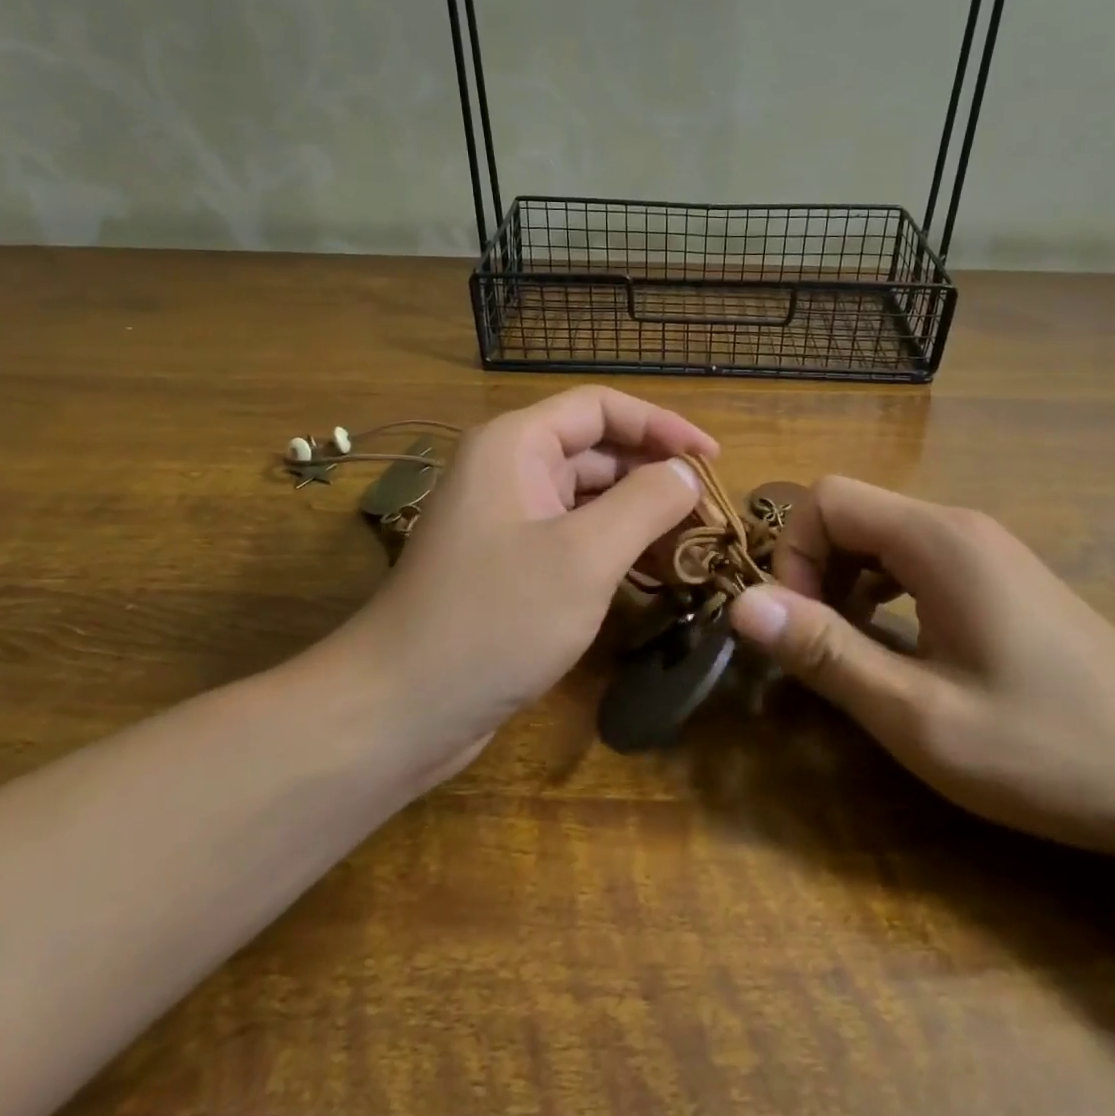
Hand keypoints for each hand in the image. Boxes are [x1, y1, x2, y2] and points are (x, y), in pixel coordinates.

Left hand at [338, 387, 714, 776]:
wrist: (401, 708)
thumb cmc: (495, 620)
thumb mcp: (584, 556)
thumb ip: (645, 503)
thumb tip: (686, 473)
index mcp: (516, 445)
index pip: (601, 407)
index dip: (662, 425)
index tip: (713, 459)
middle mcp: (509, 469)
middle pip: (597, 450)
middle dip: (655, 475)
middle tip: (711, 514)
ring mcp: (507, 518)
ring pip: (588, 496)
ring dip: (640, 514)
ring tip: (693, 545)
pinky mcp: (510, 563)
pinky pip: (574, 535)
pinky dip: (615, 546)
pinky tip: (653, 574)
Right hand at [728, 477, 1114, 859]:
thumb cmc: (1049, 750)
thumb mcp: (920, 716)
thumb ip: (826, 653)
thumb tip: (741, 604)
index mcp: (938, 541)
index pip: (826, 498)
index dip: (792, 554)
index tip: (800, 627)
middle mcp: (960, 526)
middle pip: (852, 512)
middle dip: (814, 570)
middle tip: (822, 647)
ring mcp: (986, 550)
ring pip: (881, 536)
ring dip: (846, 582)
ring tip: (856, 651)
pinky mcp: (1001, 578)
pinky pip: (915, 560)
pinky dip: (883, 591)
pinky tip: (902, 647)